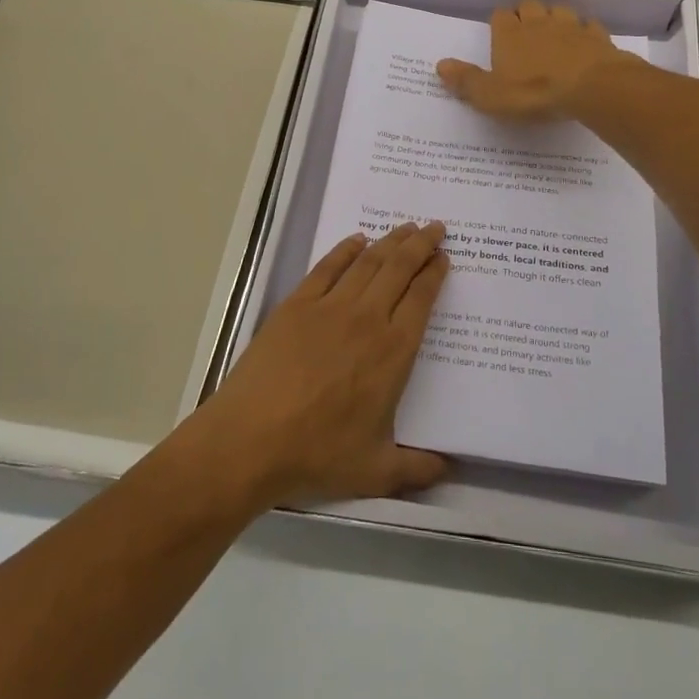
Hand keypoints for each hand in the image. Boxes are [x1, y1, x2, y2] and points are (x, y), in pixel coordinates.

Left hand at [187, 223, 451, 508]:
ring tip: (406, 228)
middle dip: (421, 245)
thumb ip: (416, 469)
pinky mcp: (297, 304)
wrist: (250, 440)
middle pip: (400, 268)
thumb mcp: (375, 472)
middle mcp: (367, 319)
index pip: (422, 298)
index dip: (435, 273)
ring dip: (391, 241)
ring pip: (368, 262)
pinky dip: (346, 249)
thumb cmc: (316, 454)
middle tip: (435, 227)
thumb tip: (448, 470)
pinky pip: (328, 266)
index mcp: (393, 352)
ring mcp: (330, 306)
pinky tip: (357, 240)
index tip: (445, 256)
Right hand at [436, 0, 642, 120]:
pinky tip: (584, 44)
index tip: (500, 35)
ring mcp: (570, 26)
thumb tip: (440, 65)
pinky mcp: (596, 36)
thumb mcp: (491, 96)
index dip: (499, 23)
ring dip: (555, 18)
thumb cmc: (534, 93)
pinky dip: (585, 33)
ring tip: (554, 35)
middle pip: (528, 5)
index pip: (499, 16)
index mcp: (509, 34)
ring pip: (559, 10)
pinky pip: (588, 26)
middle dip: (526, 15)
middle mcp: (538, 22)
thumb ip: (466, 81)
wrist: (592, 87)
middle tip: (525, 33)